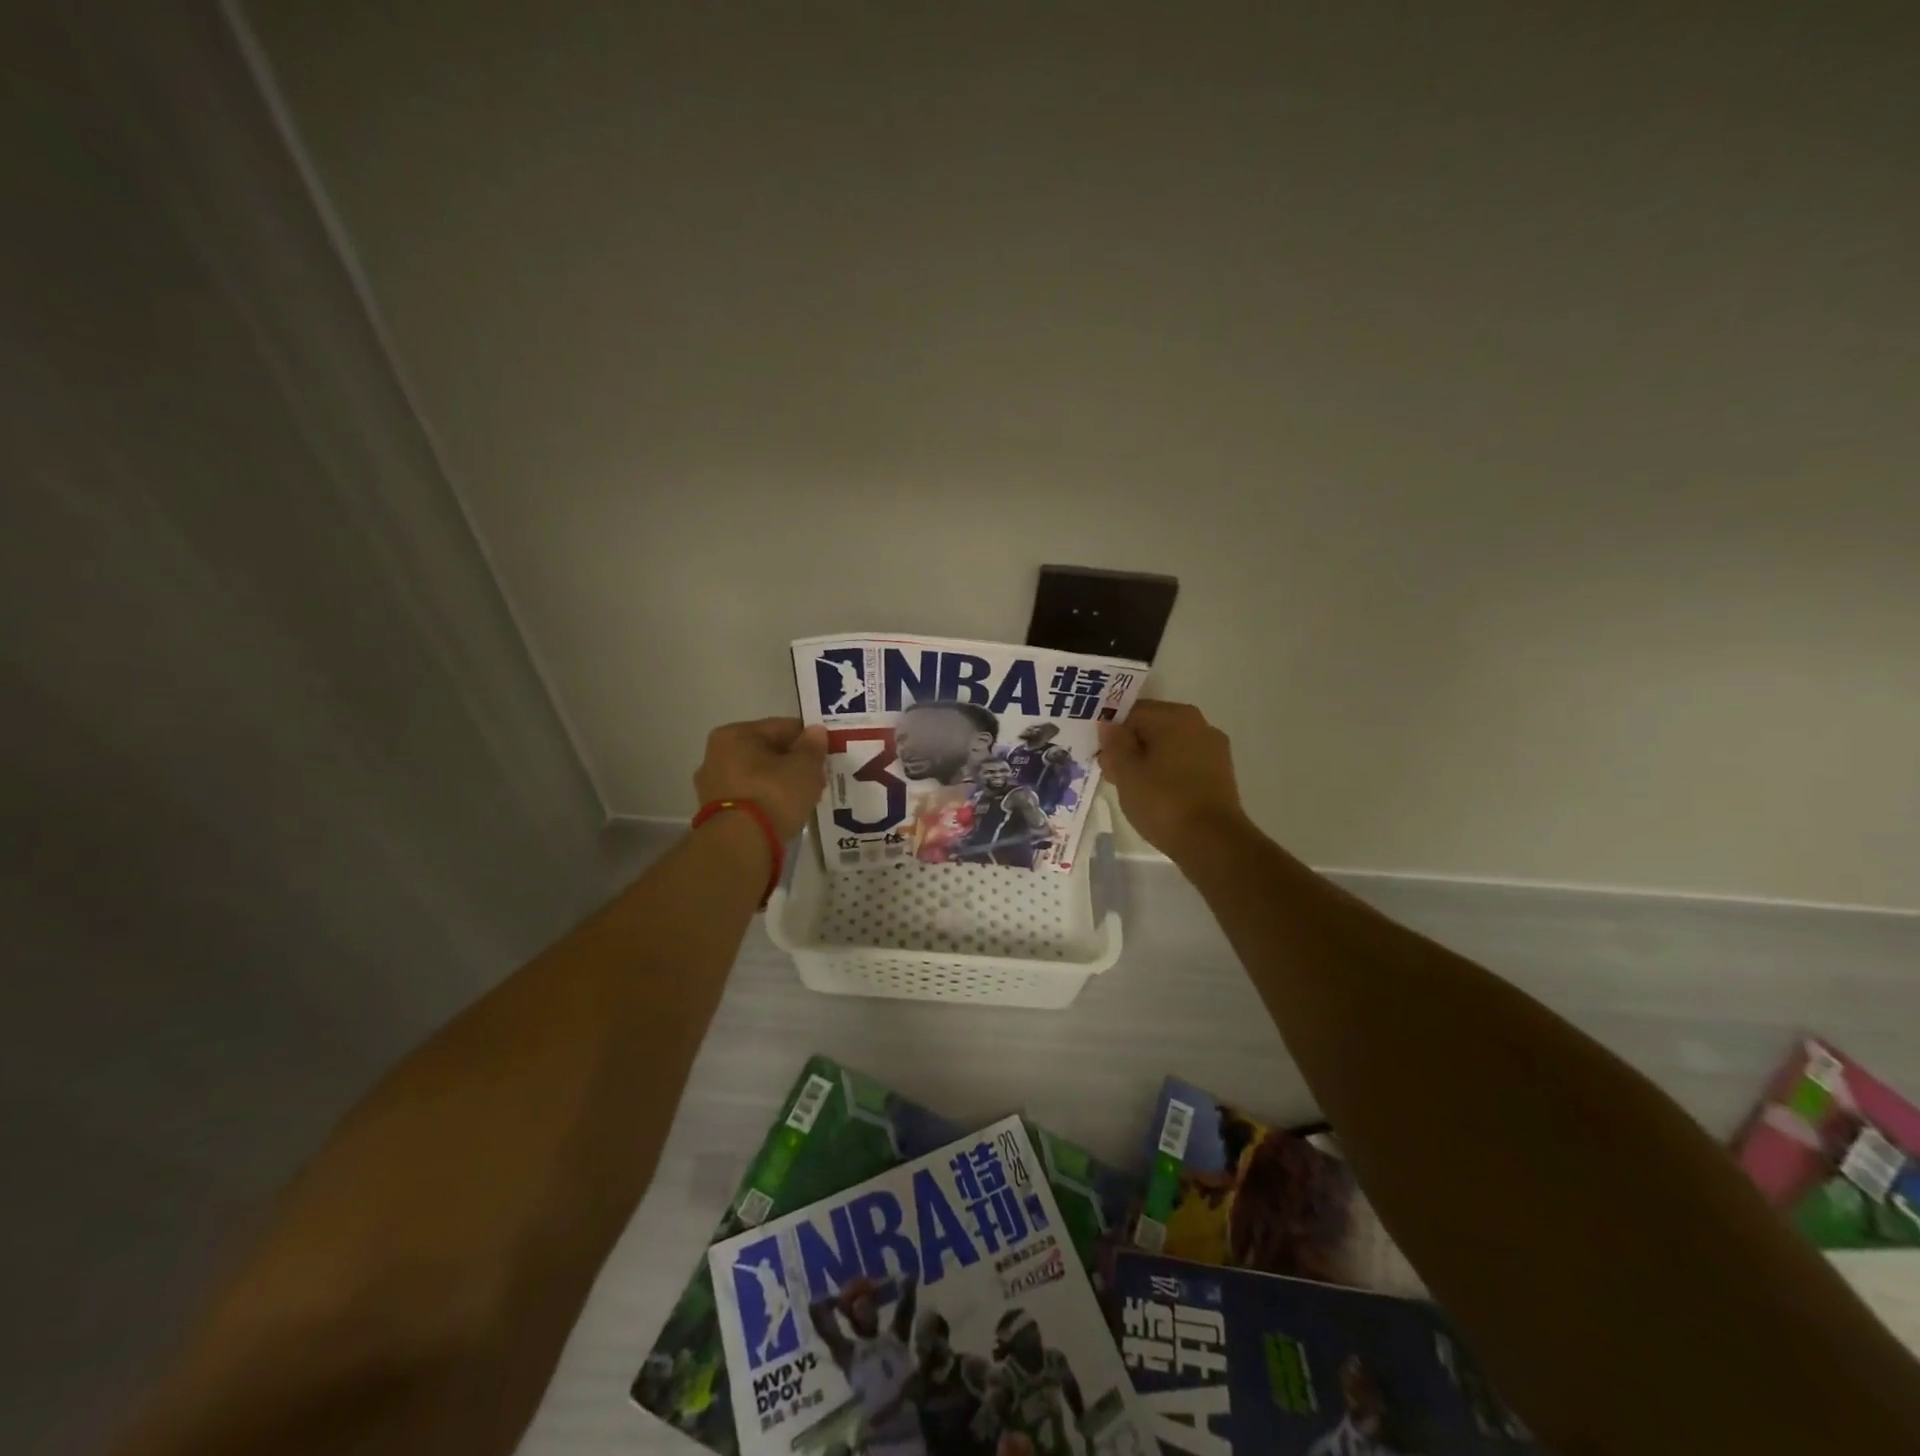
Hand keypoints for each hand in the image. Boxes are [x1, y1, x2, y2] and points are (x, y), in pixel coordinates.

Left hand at [694, 718, 828, 840]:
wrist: (740, 846)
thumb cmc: (773, 795)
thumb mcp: (804, 768)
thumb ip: (812, 747)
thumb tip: (815, 731)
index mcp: (734, 735)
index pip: (780, 727)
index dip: (807, 740)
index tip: (825, 755)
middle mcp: (716, 755)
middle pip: (766, 752)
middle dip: (792, 763)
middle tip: (818, 778)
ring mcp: (712, 786)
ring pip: (757, 776)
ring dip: (780, 783)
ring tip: (805, 798)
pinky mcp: (715, 812)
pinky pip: (750, 797)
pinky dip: (767, 801)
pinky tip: (785, 812)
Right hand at [1096, 700, 1249, 859]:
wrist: (1212, 843)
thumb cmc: (1164, 802)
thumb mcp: (1127, 772)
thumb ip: (1115, 744)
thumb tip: (1108, 725)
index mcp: (1177, 717)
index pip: (1133, 713)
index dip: (1112, 733)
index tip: (1101, 758)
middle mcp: (1200, 725)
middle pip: (1152, 728)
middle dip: (1129, 749)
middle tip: (1112, 776)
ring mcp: (1214, 750)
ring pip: (1168, 747)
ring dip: (1147, 762)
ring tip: (1131, 790)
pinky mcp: (1220, 775)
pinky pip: (1184, 764)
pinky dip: (1166, 774)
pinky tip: (1154, 796)